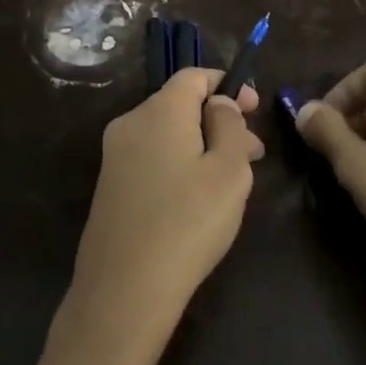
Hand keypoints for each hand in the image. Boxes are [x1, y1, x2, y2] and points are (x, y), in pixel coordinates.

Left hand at [61, 68, 263, 357]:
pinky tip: (198, 197)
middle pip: (180, 104)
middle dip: (219, 119)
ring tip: (233, 177)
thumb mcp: (229, 171)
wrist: (124, 288)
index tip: (255, 109)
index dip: (227, 84)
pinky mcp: (110, 185)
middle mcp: (130, 123)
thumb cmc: (188, 222)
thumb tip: (220, 103)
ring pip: (167, 133)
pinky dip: (179, 162)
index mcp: (159, 111)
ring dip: (202, 143)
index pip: (193, 76)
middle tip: (254, 151)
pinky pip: (151, 157)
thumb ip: (229, 126)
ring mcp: (114, 155)